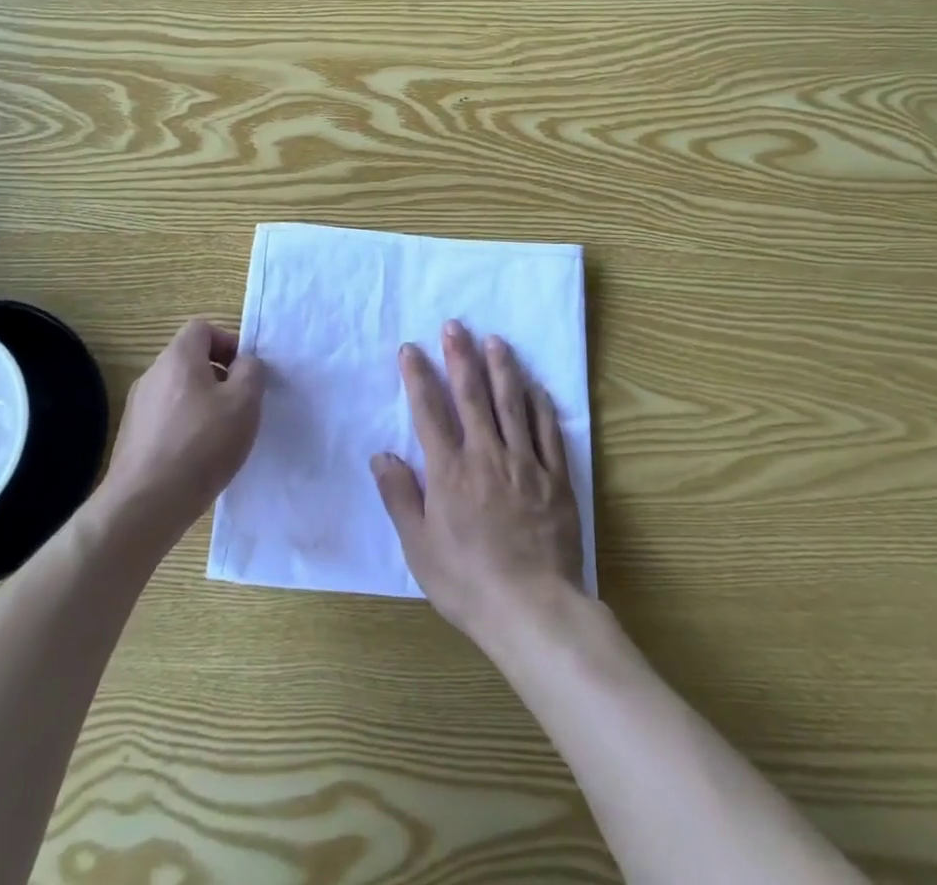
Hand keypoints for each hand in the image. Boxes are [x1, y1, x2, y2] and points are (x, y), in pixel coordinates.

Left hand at [100, 318, 264, 542]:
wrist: (145, 504)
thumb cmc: (201, 444)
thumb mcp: (244, 402)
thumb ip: (251, 372)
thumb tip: (244, 364)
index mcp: (178, 357)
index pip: (202, 328)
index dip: (228, 343)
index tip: (244, 373)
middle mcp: (152, 374)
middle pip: (190, 359)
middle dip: (218, 376)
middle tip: (238, 406)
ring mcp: (137, 406)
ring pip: (178, 390)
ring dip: (201, 403)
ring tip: (219, 436)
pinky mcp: (131, 436)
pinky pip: (165, 418)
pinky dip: (183, 427)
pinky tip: (196, 458)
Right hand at [372, 321, 583, 647]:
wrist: (533, 611)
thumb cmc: (467, 582)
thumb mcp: (419, 547)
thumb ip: (400, 497)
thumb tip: (382, 455)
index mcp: (449, 472)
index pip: (429, 411)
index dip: (418, 376)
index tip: (411, 349)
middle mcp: (486, 456)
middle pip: (472, 396)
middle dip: (461, 357)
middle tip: (455, 326)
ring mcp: (525, 464)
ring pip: (512, 404)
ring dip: (502, 369)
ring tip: (495, 340)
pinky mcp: (555, 478)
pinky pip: (548, 432)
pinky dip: (541, 406)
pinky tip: (536, 386)